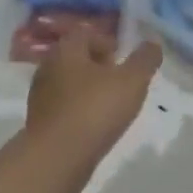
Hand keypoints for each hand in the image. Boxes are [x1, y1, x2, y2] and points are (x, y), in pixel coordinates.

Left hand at [23, 35, 163, 192]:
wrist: (56, 159)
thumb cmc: (94, 110)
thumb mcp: (131, 82)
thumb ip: (144, 60)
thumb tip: (152, 43)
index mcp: (66, 49)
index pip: (85, 33)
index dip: (107, 42)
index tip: (124, 60)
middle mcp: (48, 66)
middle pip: (76, 58)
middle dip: (99, 67)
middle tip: (121, 82)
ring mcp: (40, 95)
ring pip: (69, 83)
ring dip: (90, 90)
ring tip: (111, 107)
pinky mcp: (39, 122)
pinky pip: (64, 107)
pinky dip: (79, 111)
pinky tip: (95, 127)